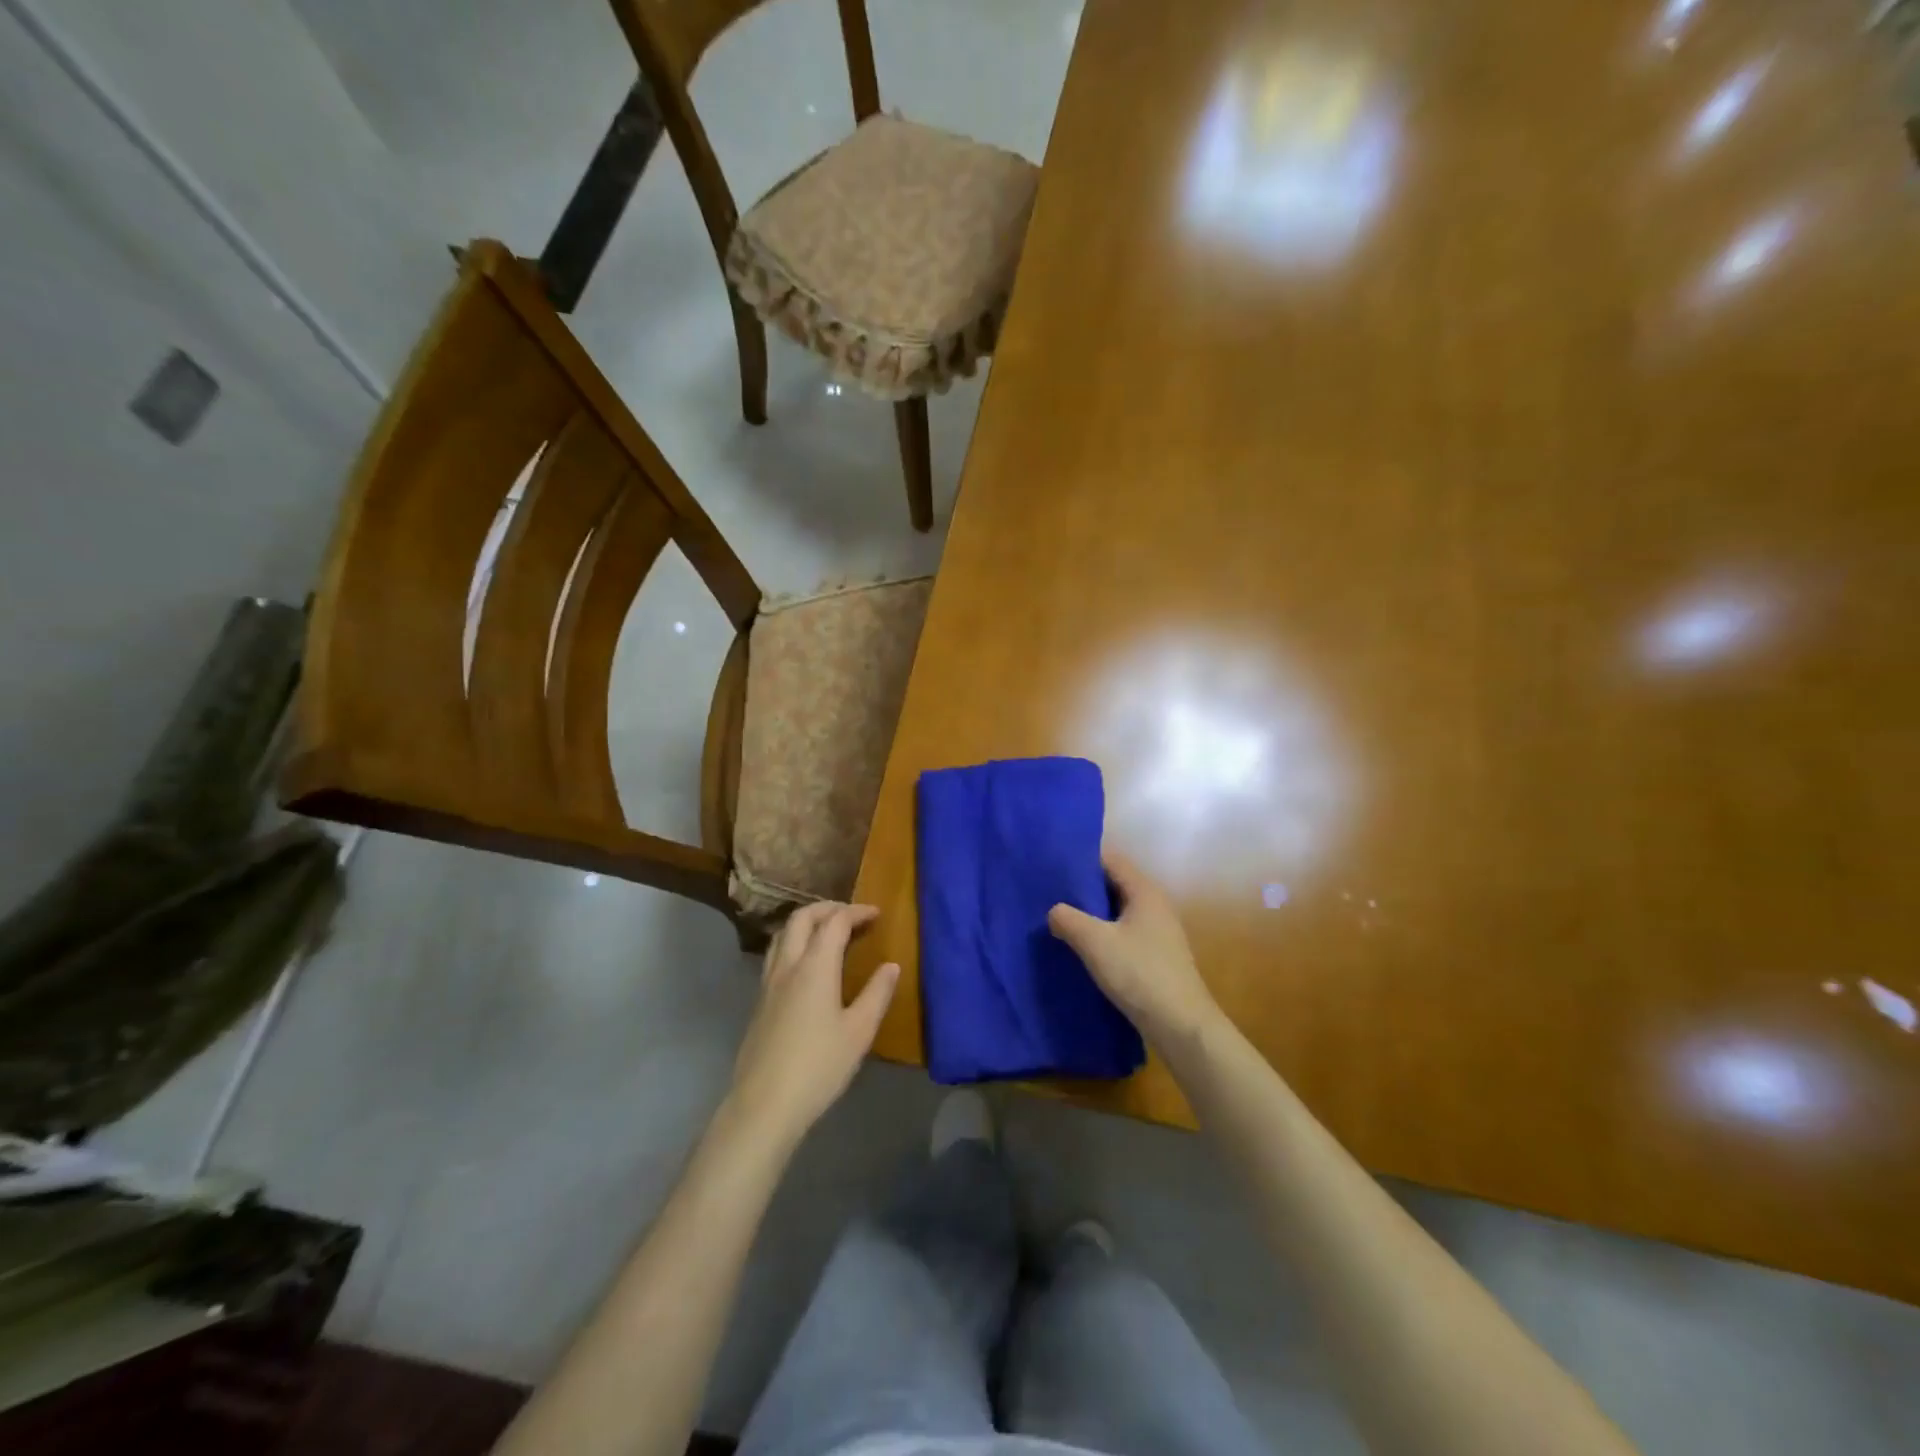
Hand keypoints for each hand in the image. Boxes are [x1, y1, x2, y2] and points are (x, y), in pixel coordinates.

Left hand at [728, 903, 899, 1150]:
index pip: (835, 922)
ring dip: (807, 923)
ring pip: (783, 934)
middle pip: (802, 918)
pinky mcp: (760, 1001)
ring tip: (828, 933)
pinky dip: (795, 943)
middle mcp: (788, 965)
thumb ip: (877, 993)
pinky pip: (776, 955)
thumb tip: (891, 966)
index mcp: (815, 967)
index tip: (876, 914)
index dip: (856, 912)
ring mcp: (768, 983)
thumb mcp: (859, 1032)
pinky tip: (807, 966)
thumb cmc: (819, 1066)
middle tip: (852, 916)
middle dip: (828, 908)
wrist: (764, 1105)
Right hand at [1048, 853, 1221, 1046]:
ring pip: (1118, 911)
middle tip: (1050, 893)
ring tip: (1060, 919)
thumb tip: (1054, 911)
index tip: (1054, 866)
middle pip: (1114, 884)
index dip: (1082, 860)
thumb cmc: (1139, 973)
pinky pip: (1124, 933)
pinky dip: (1103, 934)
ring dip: (1092, 914)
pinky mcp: (1156, 955)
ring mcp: (1158, 932)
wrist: (1181, 1025)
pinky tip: (1083, 948)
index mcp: (1144, 891)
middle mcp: (1155, 905)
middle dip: (1084, 888)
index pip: (1111, 860)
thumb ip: (1068, 919)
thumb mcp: (1094, 942)